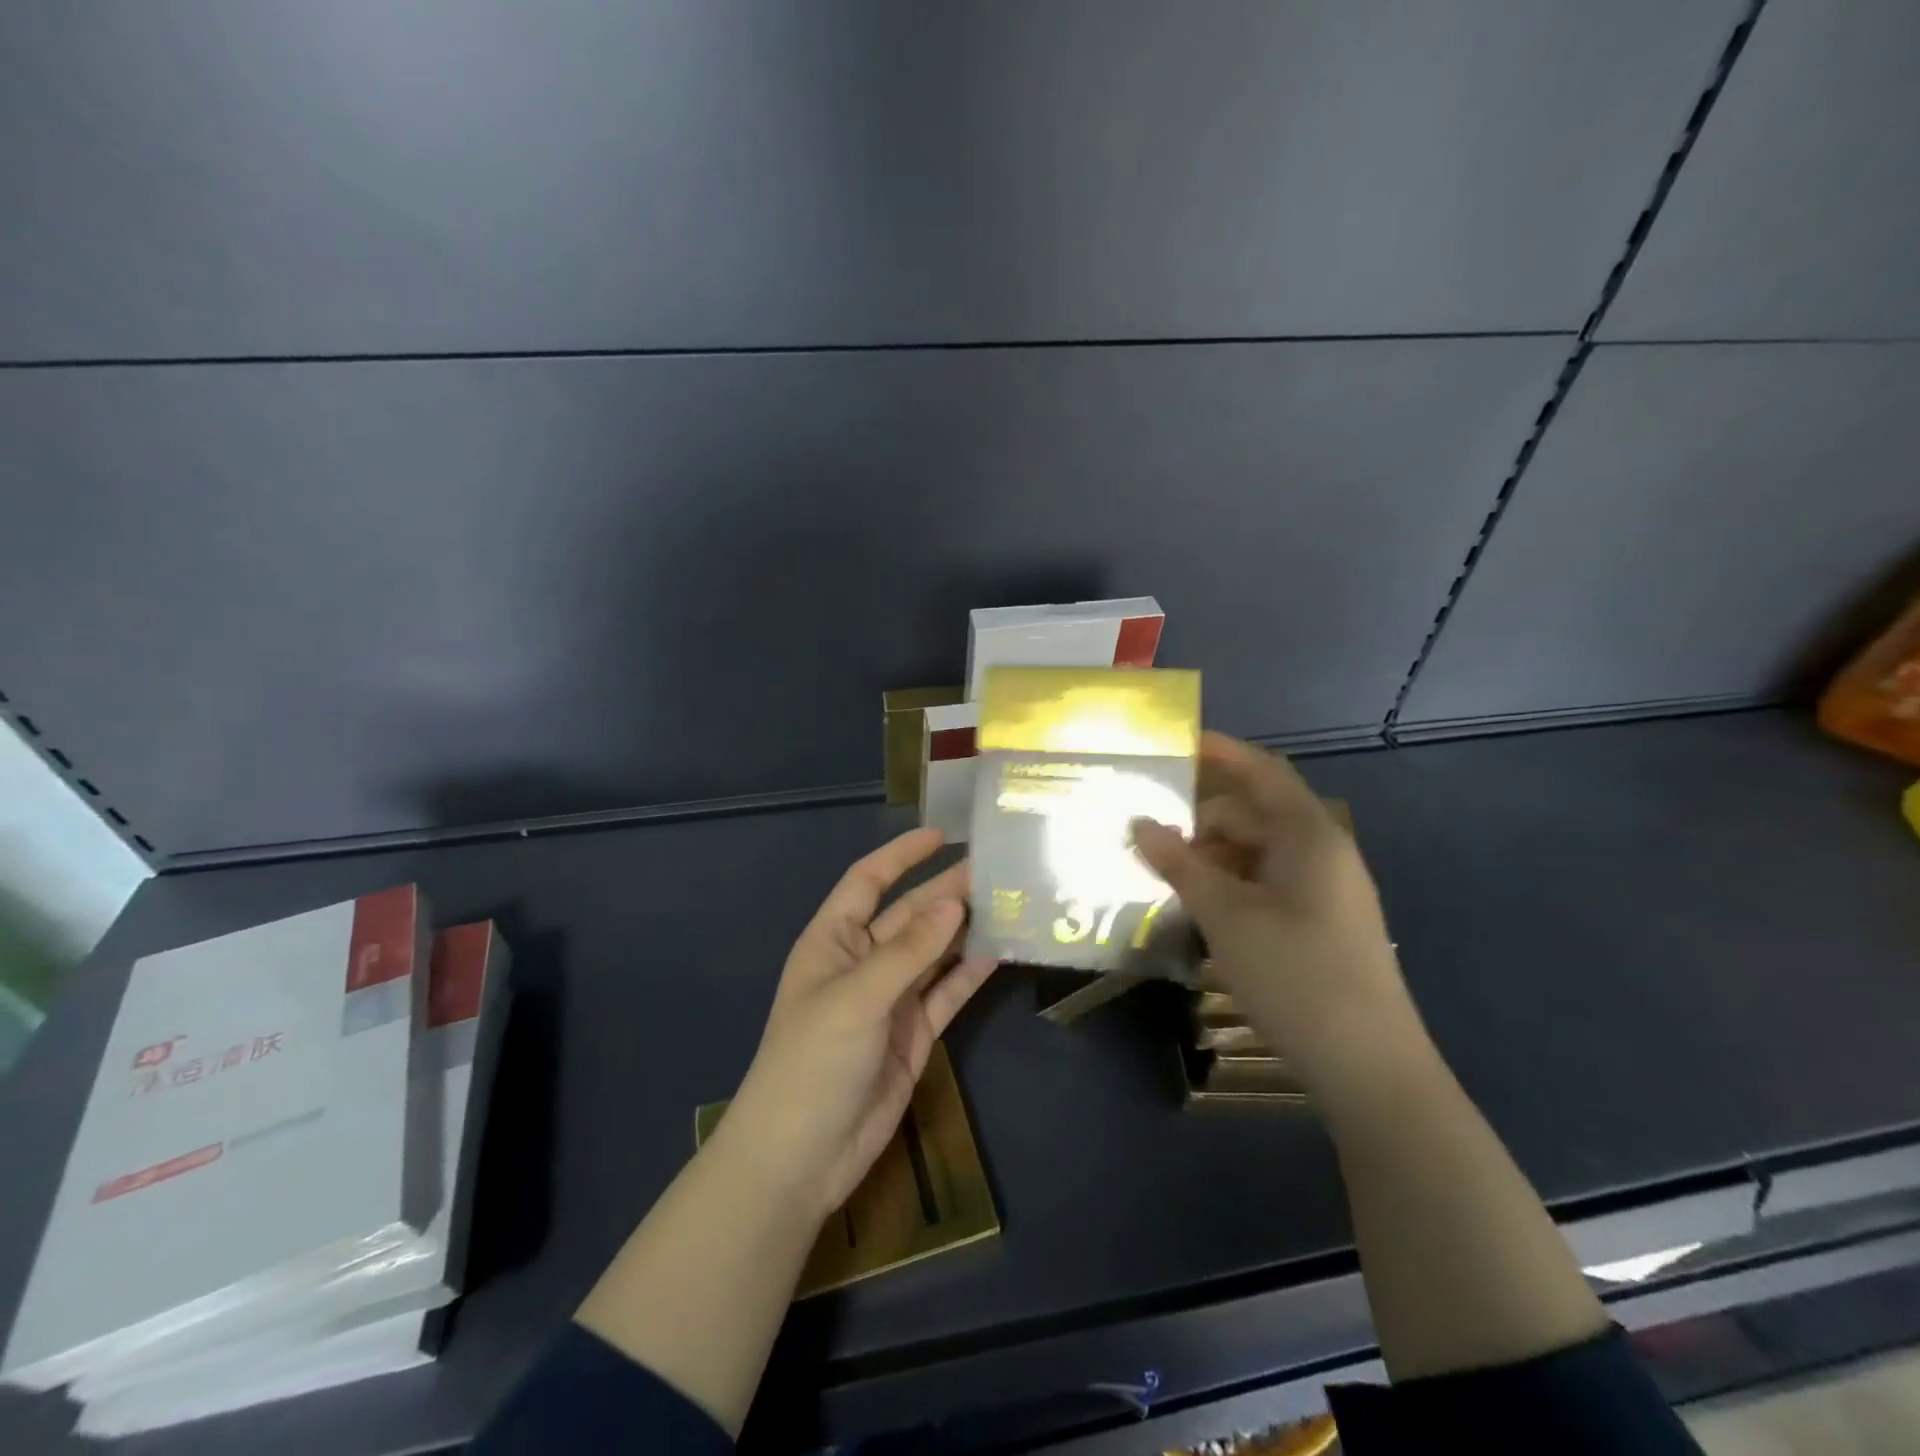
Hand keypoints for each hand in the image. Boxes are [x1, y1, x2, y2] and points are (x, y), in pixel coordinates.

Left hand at [723, 829, 996, 1222]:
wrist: (802, 1156)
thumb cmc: (813, 1061)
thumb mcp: (857, 997)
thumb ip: (909, 951)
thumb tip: (954, 902)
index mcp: (833, 941)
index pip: (867, 882)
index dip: (900, 856)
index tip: (940, 834)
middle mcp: (862, 963)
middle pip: (908, 916)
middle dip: (945, 892)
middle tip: (994, 869)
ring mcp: (890, 1000)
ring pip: (932, 953)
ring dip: (963, 930)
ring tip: (1006, 903)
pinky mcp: (913, 1034)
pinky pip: (945, 993)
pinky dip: (968, 974)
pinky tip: (998, 952)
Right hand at [1131, 731, 1428, 1104]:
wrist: (1369, 1067)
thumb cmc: (1296, 975)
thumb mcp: (1226, 915)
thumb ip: (1180, 864)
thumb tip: (1140, 823)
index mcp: (1308, 835)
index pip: (1262, 772)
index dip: (1221, 752)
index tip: (1175, 744)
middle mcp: (1321, 853)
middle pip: (1254, 815)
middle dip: (1200, 820)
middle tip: (1147, 833)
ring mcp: (1325, 891)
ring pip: (1257, 854)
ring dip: (1211, 858)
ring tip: (1163, 875)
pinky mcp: (1320, 924)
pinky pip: (1266, 885)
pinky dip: (1230, 886)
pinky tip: (1198, 909)